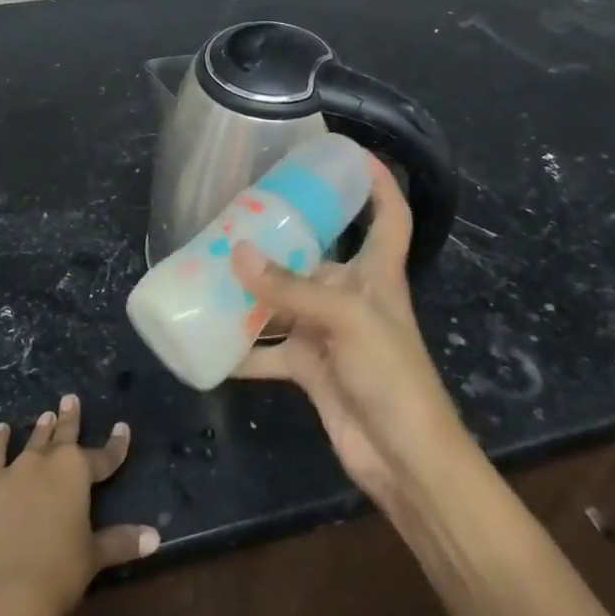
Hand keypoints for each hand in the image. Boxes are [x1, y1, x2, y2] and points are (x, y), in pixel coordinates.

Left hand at [0, 394, 157, 615]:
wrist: (7, 593)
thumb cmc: (59, 572)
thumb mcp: (95, 555)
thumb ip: (123, 541)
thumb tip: (155, 538)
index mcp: (78, 472)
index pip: (104, 456)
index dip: (116, 444)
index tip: (122, 428)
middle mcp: (48, 461)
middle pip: (64, 436)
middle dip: (70, 418)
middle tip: (70, 399)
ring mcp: (15, 470)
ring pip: (33, 441)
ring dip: (42, 428)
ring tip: (46, 414)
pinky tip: (2, 430)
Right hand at [233, 156, 472, 514]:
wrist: (405, 461)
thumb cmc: (391, 375)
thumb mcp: (346, 319)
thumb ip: (291, 288)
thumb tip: (236, 253)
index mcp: (377, 273)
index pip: (389, 214)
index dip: (378, 182)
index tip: (351, 153)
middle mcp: (353, 296)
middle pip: (317, 256)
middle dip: (282, 239)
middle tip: (236, 217)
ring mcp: (330, 333)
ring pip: (285, 301)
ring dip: (253, 292)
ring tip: (210, 270)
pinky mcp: (312, 369)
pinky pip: (270, 350)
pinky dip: (243, 350)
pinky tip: (209, 342)